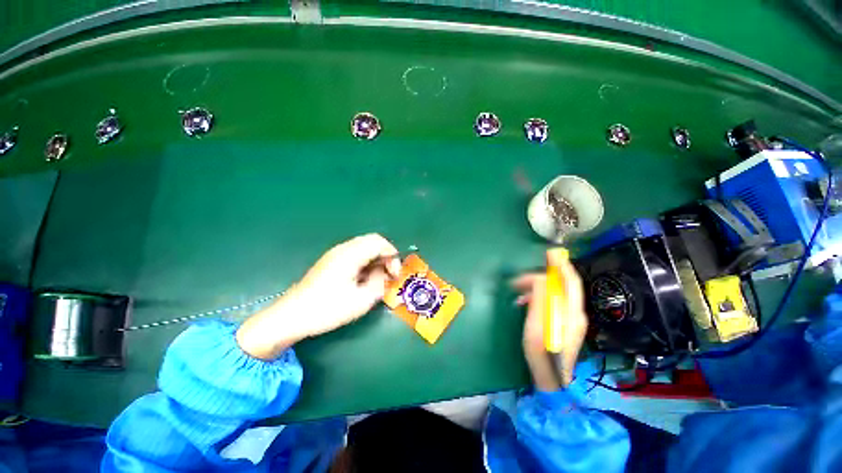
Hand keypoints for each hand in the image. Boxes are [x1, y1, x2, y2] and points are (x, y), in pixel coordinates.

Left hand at [237, 234, 400, 359]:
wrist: (291, 316)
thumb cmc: (327, 309)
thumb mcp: (361, 301)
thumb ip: (380, 283)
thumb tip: (385, 274)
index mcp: (351, 255)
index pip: (379, 242)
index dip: (392, 255)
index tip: (395, 274)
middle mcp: (343, 248)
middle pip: (372, 241)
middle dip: (385, 255)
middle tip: (389, 275)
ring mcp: (335, 253)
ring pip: (364, 246)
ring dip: (375, 258)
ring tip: (377, 278)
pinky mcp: (331, 261)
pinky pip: (355, 253)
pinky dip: (365, 261)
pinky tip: (363, 278)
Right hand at [512, 251, 587, 389]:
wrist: (551, 379)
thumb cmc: (541, 353)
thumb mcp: (536, 324)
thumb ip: (540, 299)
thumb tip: (540, 278)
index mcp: (571, 312)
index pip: (570, 282)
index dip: (561, 265)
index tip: (550, 253)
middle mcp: (575, 313)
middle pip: (562, 286)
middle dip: (542, 277)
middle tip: (519, 279)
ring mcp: (570, 319)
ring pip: (556, 293)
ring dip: (537, 288)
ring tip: (518, 292)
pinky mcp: (563, 324)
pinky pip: (552, 302)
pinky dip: (538, 297)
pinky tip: (525, 302)